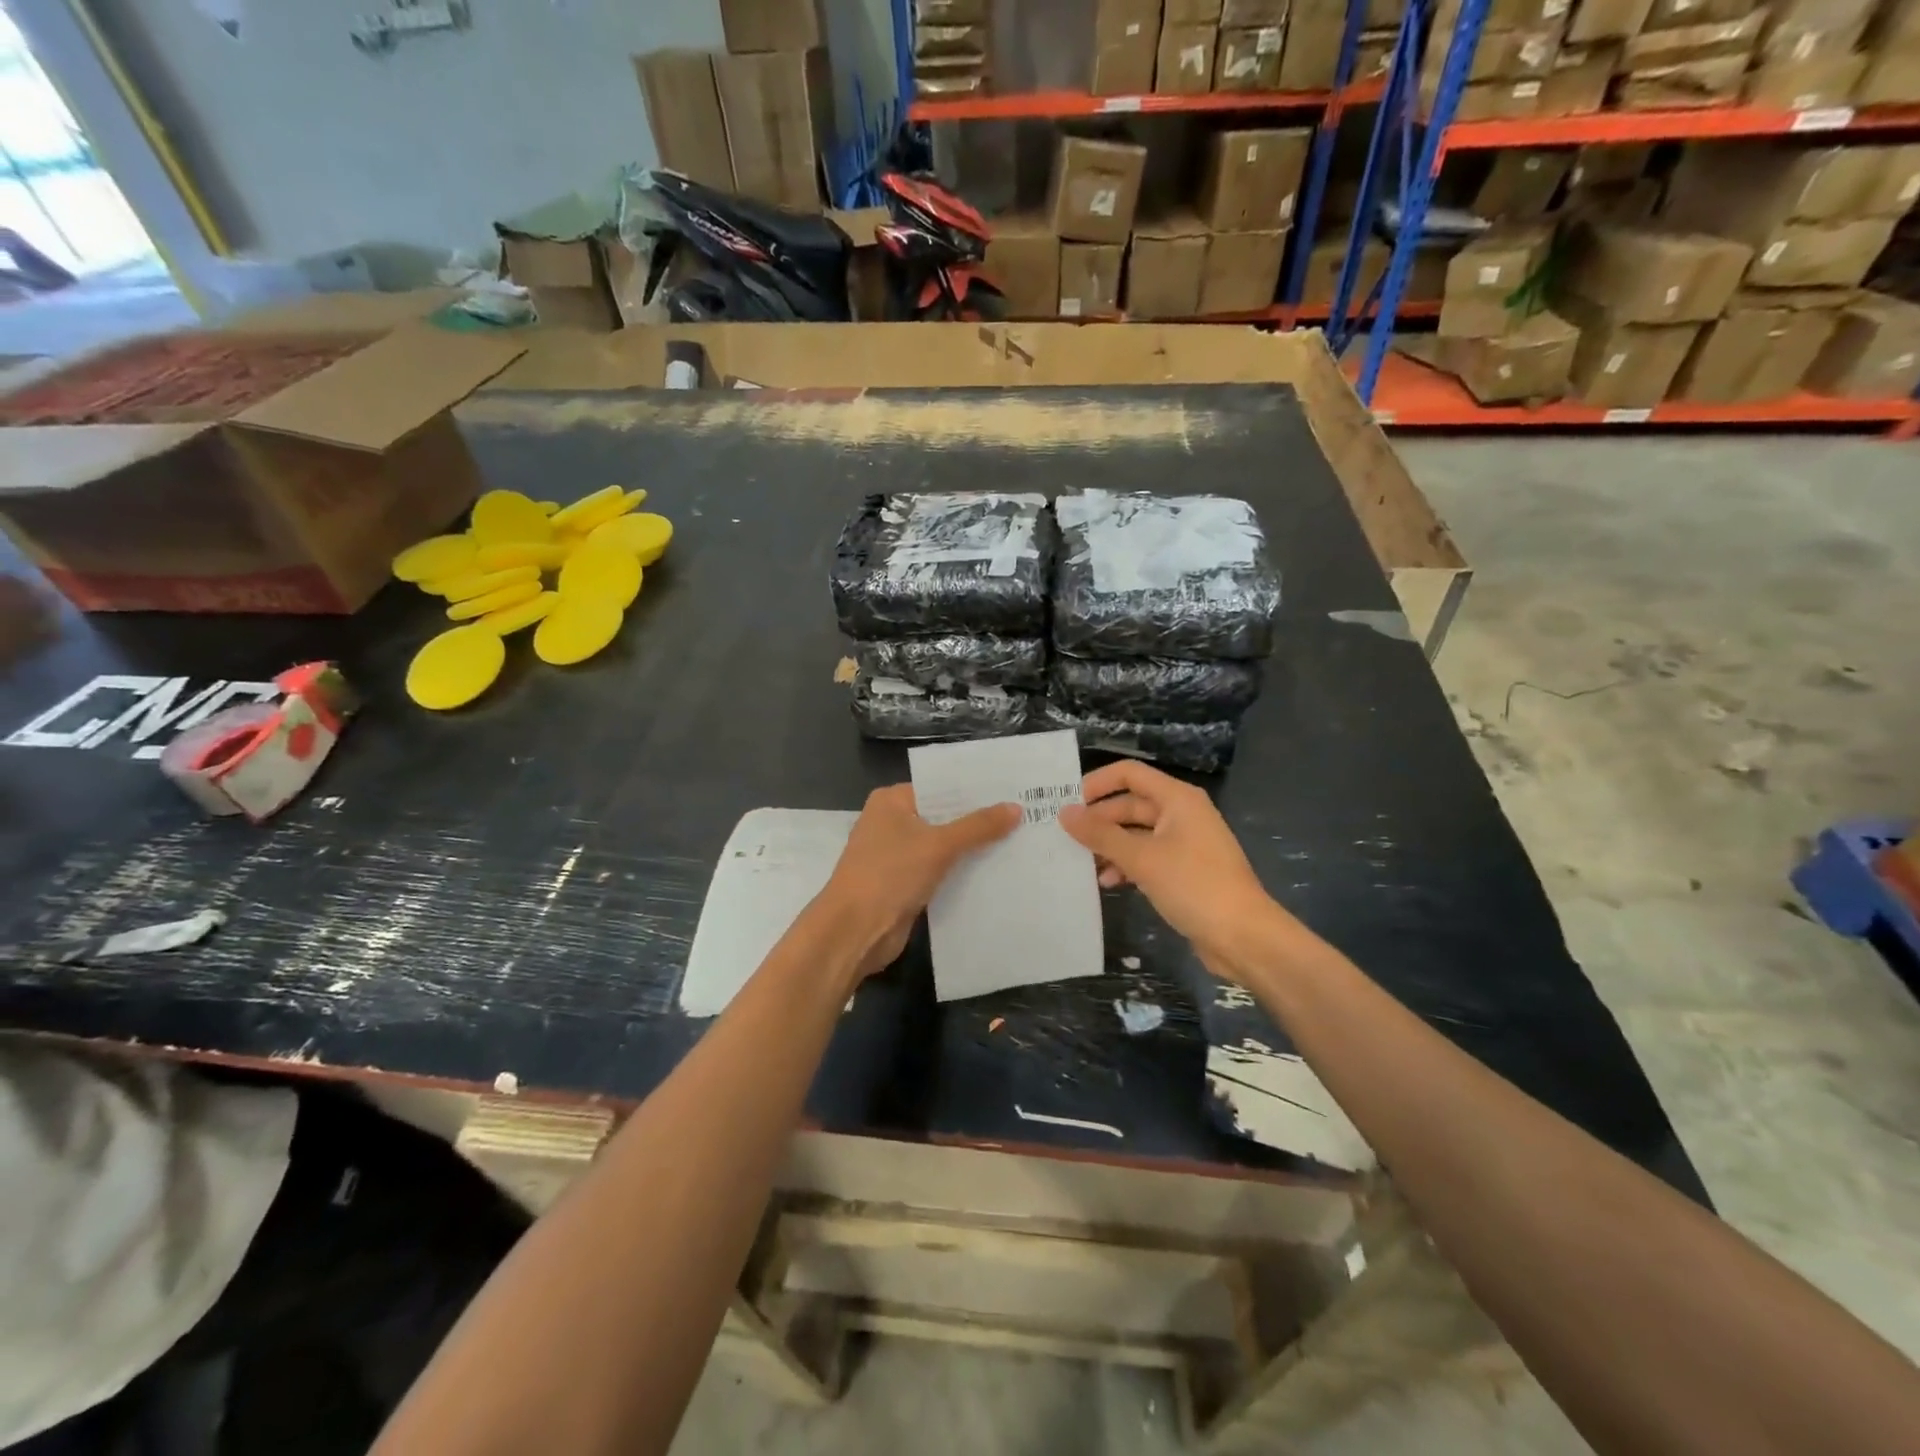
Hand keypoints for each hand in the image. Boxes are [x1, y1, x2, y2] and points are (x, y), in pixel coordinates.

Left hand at [817, 785, 1020, 981]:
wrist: (854, 931)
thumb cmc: (890, 874)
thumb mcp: (939, 845)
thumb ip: (978, 827)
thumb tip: (1016, 808)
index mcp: (892, 801)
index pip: (940, 787)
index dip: (974, 791)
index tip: (1011, 791)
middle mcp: (891, 822)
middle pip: (942, 816)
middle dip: (977, 821)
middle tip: (1024, 816)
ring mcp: (895, 855)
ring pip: (942, 846)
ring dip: (971, 849)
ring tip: (1018, 841)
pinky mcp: (902, 884)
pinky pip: (938, 871)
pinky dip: (960, 872)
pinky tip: (994, 872)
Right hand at [1058, 761, 1289, 983]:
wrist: (1244, 937)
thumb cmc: (1194, 886)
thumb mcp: (1142, 859)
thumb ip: (1101, 835)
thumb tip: (1064, 813)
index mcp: (1177, 799)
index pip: (1129, 774)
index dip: (1097, 784)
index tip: (1067, 804)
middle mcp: (1181, 814)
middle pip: (1130, 805)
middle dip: (1099, 821)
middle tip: (1066, 838)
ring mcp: (1184, 843)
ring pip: (1136, 833)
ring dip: (1110, 846)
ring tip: (1083, 864)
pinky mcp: (1184, 870)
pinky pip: (1147, 857)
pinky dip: (1127, 865)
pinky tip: (1109, 883)